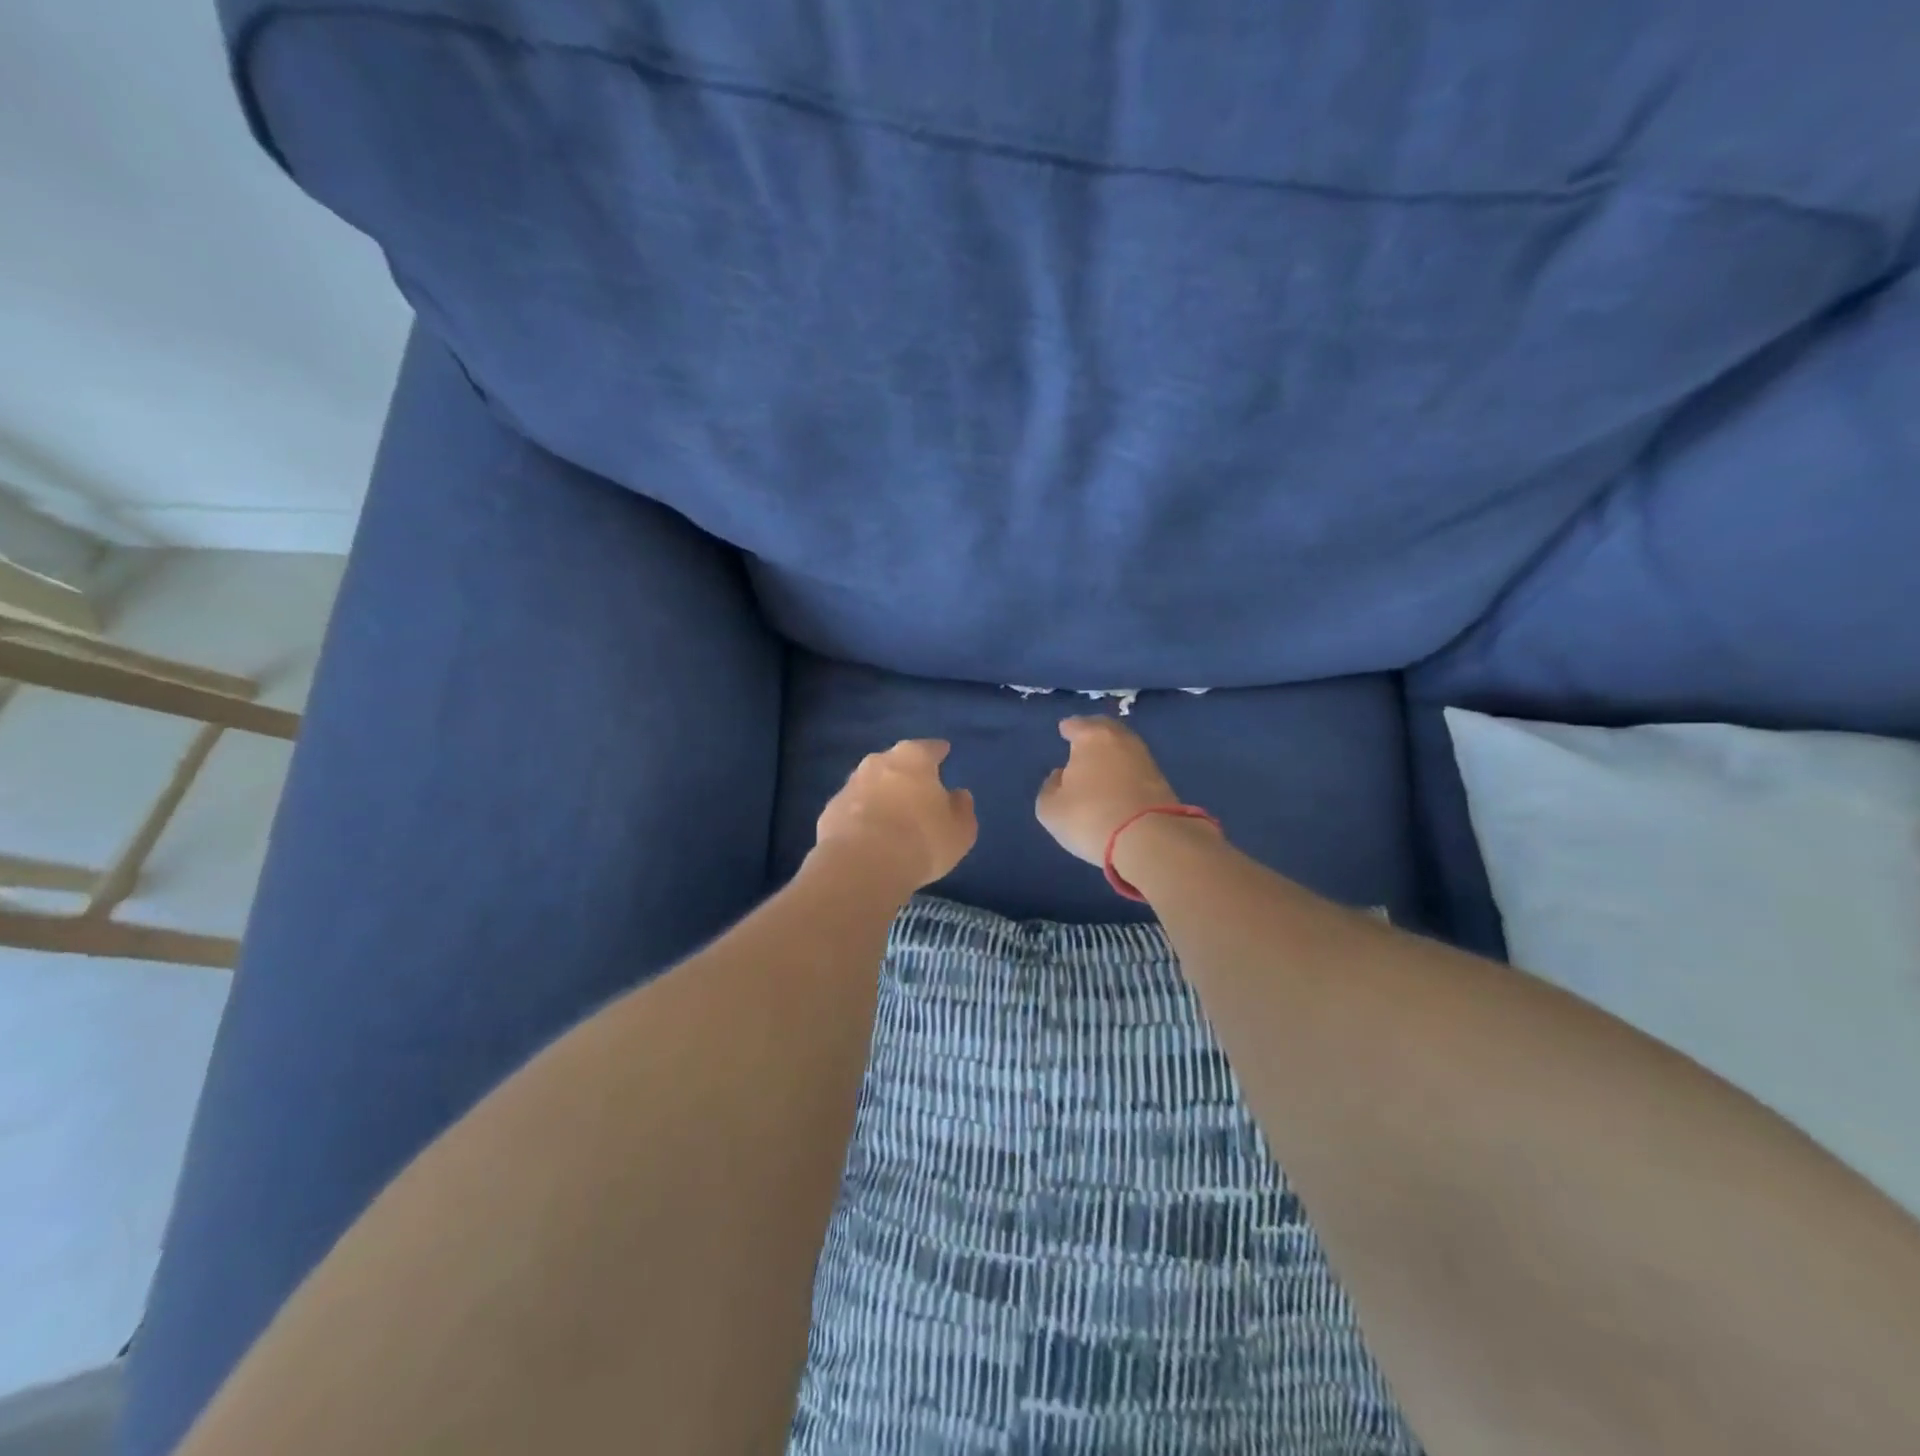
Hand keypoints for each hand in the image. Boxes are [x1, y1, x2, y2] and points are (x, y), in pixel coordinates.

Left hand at [813, 739, 976, 891]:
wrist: (861, 866)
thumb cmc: (921, 841)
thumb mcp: (959, 830)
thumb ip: (961, 809)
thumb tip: (958, 796)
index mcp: (913, 758)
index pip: (930, 748)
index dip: (939, 752)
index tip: (944, 752)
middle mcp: (878, 762)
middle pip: (896, 762)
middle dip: (906, 773)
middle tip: (918, 790)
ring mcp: (849, 786)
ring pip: (871, 784)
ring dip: (881, 795)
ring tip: (893, 817)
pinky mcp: (829, 811)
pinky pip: (853, 810)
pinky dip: (862, 817)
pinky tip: (869, 837)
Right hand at [1035, 716, 1186, 865]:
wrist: (1148, 839)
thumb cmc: (1089, 817)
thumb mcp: (1051, 809)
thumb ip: (1050, 787)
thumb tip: (1062, 776)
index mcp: (1091, 737)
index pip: (1077, 724)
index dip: (1068, 728)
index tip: (1064, 730)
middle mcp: (1121, 739)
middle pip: (1104, 729)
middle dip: (1093, 733)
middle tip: (1083, 741)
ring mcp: (1145, 758)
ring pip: (1123, 748)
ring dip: (1111, 753)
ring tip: (1098, 764)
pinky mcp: (1162, 781)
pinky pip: (1135, 767)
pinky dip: (1124, 770)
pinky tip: (1117, 782)